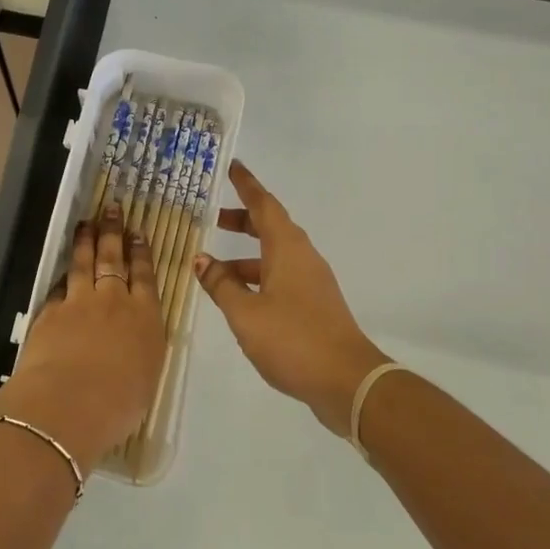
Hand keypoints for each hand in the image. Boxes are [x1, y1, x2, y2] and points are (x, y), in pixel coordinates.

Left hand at [0, 206, 167, 467]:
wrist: (69, 403)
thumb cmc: (119, 403)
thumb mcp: (146, 379)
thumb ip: (141, 351)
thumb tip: (134, 342)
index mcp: (146, 319)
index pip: (145, 276)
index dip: (141, 252)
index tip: (137, 233)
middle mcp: (114, 302)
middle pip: (114, 259)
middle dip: (113, 232)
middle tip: (111, 209)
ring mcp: (80, 303)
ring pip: (84, 263)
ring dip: (85, 241)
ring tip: (86, 223)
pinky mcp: (51, 311)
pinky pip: (59, 286)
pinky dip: (63, 276)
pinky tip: (63, 271)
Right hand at [195, 162, 385, 432]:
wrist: (348, 382)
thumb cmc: (293, 339)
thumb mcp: (245, 313)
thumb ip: (221, 284)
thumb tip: (202, 259)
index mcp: (287, 248)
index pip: (264, 205)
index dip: (247, 185)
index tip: (233, 166)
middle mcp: (302, 257)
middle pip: (270, 227)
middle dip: (242, 220)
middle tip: (213, 218)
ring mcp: (311, 282)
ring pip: (274, 256)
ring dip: (245, 255)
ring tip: (213, 268)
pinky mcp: (314, 305)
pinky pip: (280, 277)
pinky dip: (257, 277)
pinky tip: (238, 298)